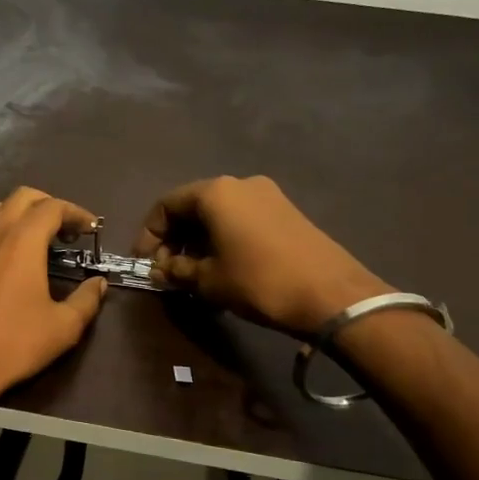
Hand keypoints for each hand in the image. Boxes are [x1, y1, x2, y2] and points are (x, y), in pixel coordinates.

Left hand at [0, 187, 107, 402]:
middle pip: (23, 197)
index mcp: (23, 241)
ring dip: (22, 212)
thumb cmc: (17, 342)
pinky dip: (1, 228)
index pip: (52, 207)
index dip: (76, 213)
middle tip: (69, 231)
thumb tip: (99, 284)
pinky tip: (12, 254)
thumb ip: (87, 300)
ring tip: (41, 237)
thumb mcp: (64, 326)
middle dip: (50, 204)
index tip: (93, 230)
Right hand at [133, 175, 385, 338]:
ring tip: (193, 273)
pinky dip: (224, 238)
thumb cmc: (259, 282)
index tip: (146, 263)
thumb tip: (160, 270)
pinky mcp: (287, 212)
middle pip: (193, 206)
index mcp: (215, 193)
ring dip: (199, 240)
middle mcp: (240, 184)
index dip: (149, 234)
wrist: (332, 295)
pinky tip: (223, 266)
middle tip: (168, 271)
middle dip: (174, 238)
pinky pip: (241, 219)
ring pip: (218, 213)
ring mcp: (268, 196)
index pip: (167, 204)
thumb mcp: (208, 280)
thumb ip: (177, 271)